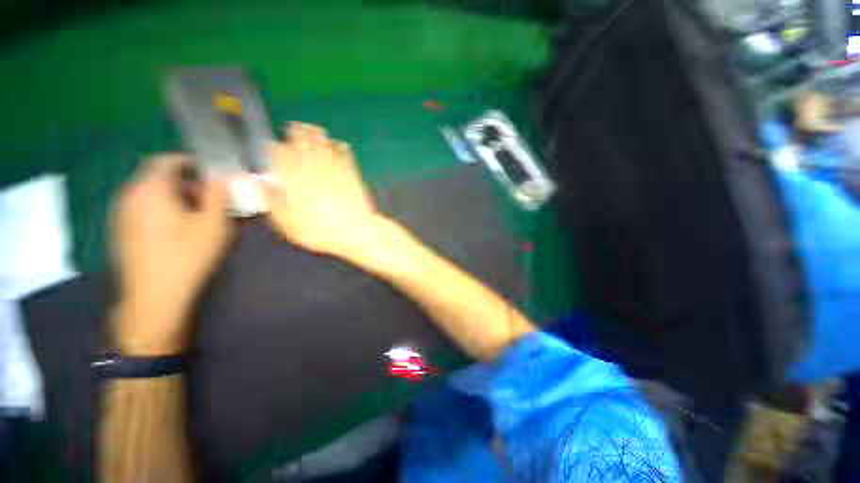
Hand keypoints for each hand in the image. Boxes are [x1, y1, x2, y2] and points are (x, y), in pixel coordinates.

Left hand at [110, 154, 232, 354]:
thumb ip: (218, 195)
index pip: (167, 160)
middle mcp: (130, 195)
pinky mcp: (120, 230)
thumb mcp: (213, 224)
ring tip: (194, 216)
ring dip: (173, 196)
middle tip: (208, 200)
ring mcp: (121, 214)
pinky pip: (141, 208)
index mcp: (150, 189)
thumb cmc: (187, 256)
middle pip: (157, 176)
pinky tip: (175, 230)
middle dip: (185, 182)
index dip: (190, 163)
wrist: (154, 297)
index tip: (211, 175)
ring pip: (149, 192)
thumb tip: (222, 176)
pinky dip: (160, 209)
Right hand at [263, 122, 379, 255]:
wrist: (355, 230)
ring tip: (313, 130)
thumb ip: (272, 200)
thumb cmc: (318, 230)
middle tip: (294, 128)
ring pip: (322, 141)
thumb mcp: (287, 222)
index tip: (272, 147)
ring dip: (316, 134)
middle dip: (295, 132)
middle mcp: (311, 165)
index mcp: (292, 175)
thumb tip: (261, 183)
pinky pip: (344, 152)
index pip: (277, 151)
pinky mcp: (351, 171)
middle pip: (301, 139)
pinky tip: (339, 144)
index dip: (273, 147)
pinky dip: (339, 146)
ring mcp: (333, 166)